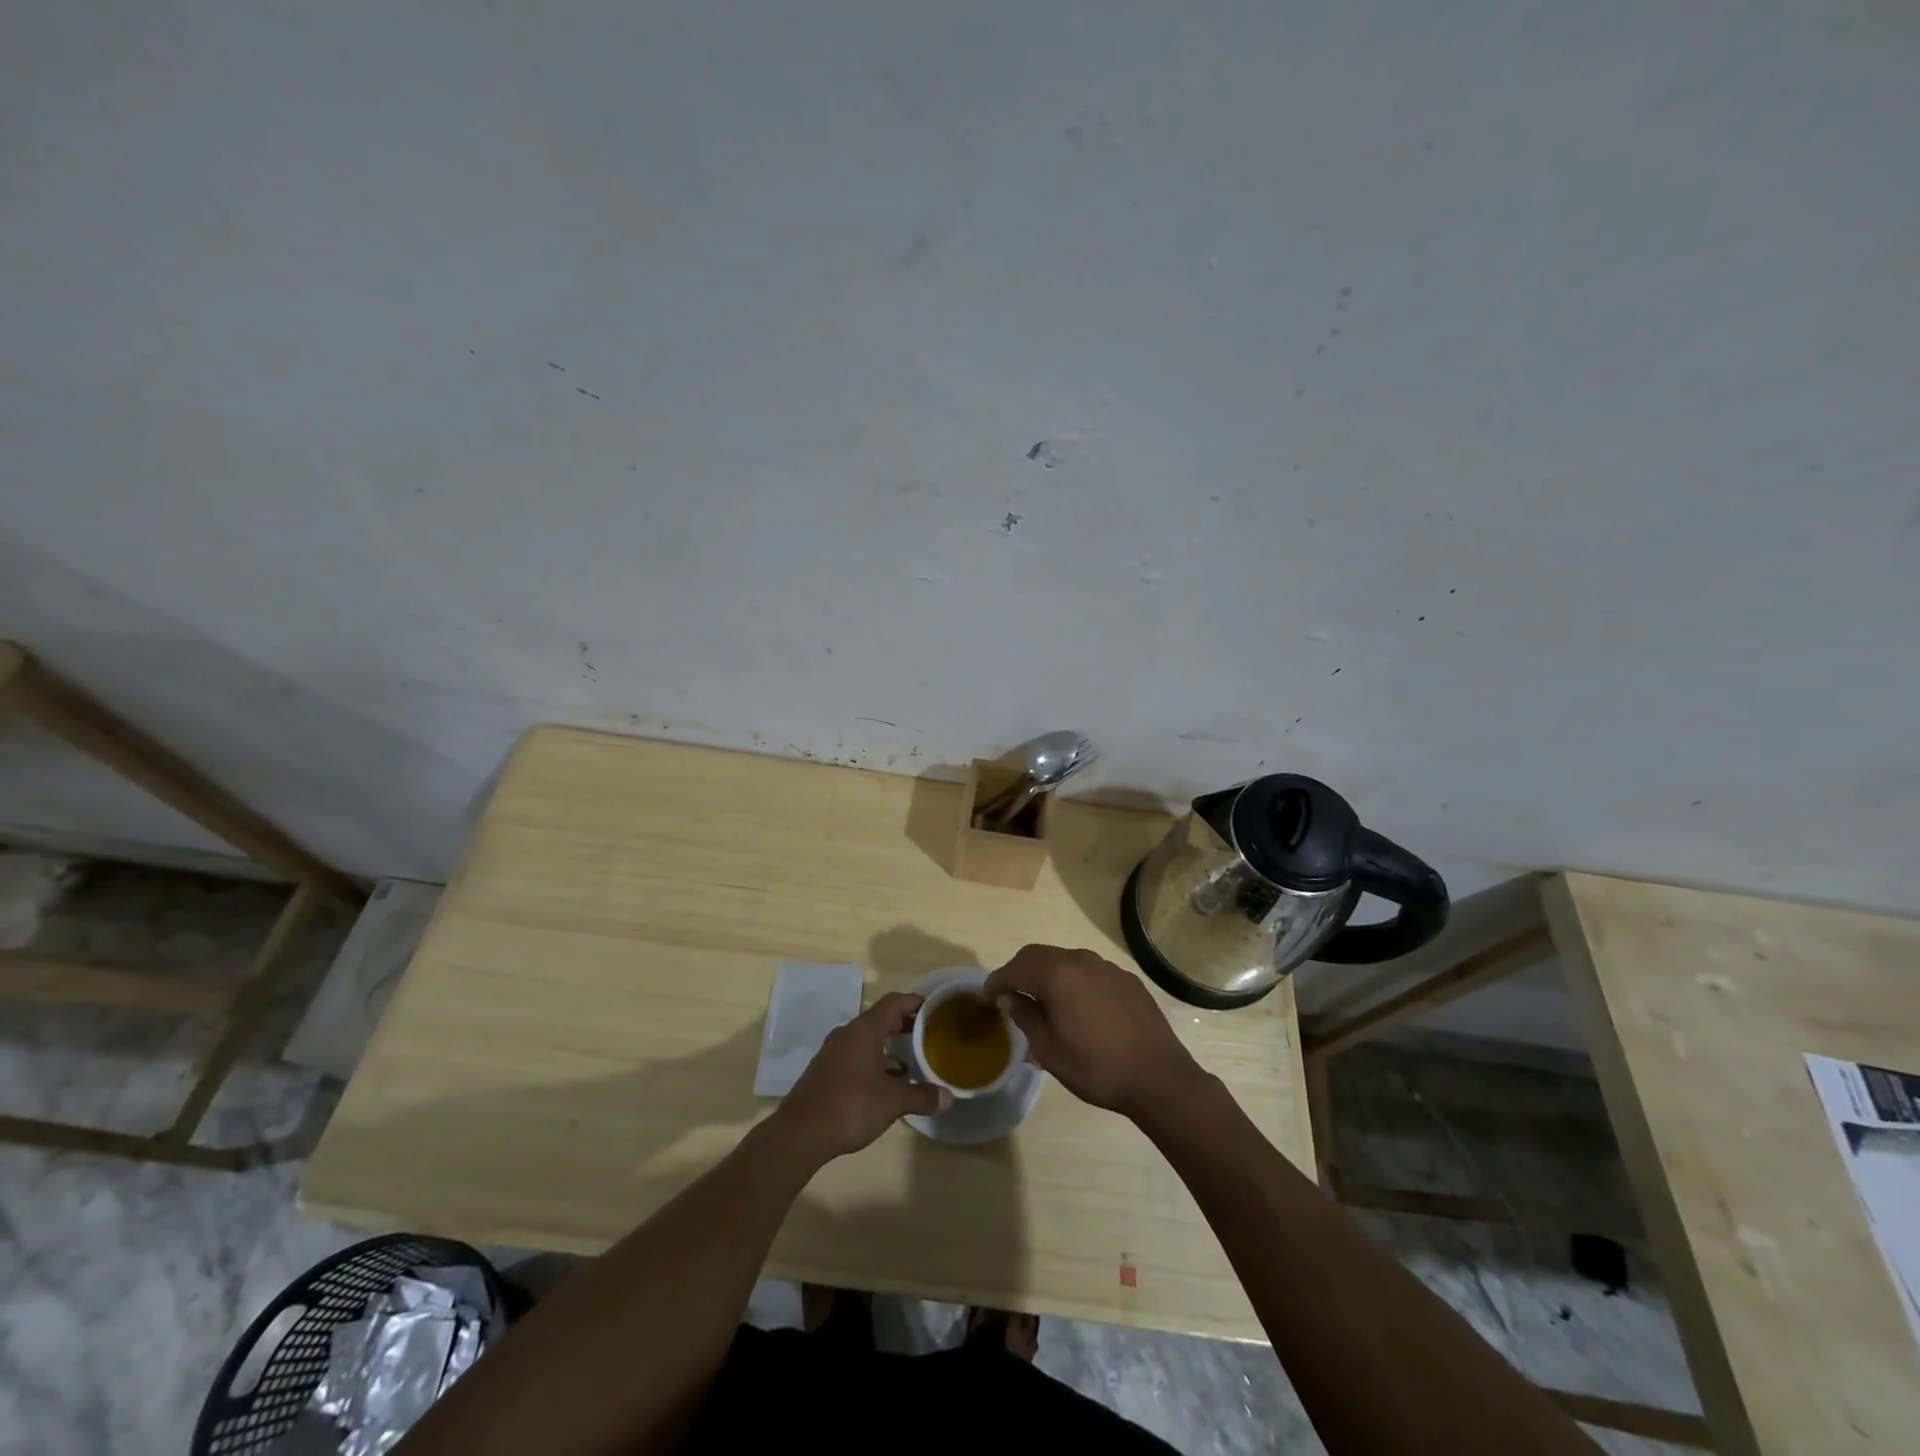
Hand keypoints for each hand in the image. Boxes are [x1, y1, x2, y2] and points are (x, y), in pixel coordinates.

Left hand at [772, 992, 950, 1162]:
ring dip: (888, 1048)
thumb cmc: (850, 1106)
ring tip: (911, 1064)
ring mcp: (833, 1053)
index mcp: (864, 1030)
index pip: (894, 1002)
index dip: (915, 1002)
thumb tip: (948, 1098)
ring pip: (866, 1040)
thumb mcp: (892, 1102)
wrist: (800, 1134)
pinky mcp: (825, 1071)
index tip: (934, 1009)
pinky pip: (855, 1057)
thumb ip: (921, 1096)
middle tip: (927, 1036)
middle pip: (880, 1019)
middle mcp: (847, 1034)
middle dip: (904, 1026)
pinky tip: (885, 1085)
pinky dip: (873, 1062)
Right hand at [983, 945, 1202, 1120]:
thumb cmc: (1096, 1067)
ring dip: (1048, 976)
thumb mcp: (1049, 1049)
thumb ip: (1025, 1016)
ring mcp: (1107, 967)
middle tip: (1010, 996)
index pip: (1016, 968)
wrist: (1159, 1077)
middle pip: (1039, 956)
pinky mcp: (1127, 979)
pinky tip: (1079, 1008)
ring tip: (1044, 1003)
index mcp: (1057, 974)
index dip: (997, 981)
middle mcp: (1081, 960)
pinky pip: (1090, 973)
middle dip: (1020, 972)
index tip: (986, 997)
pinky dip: (1075, 982)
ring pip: (1066, 962)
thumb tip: (1008, 997)